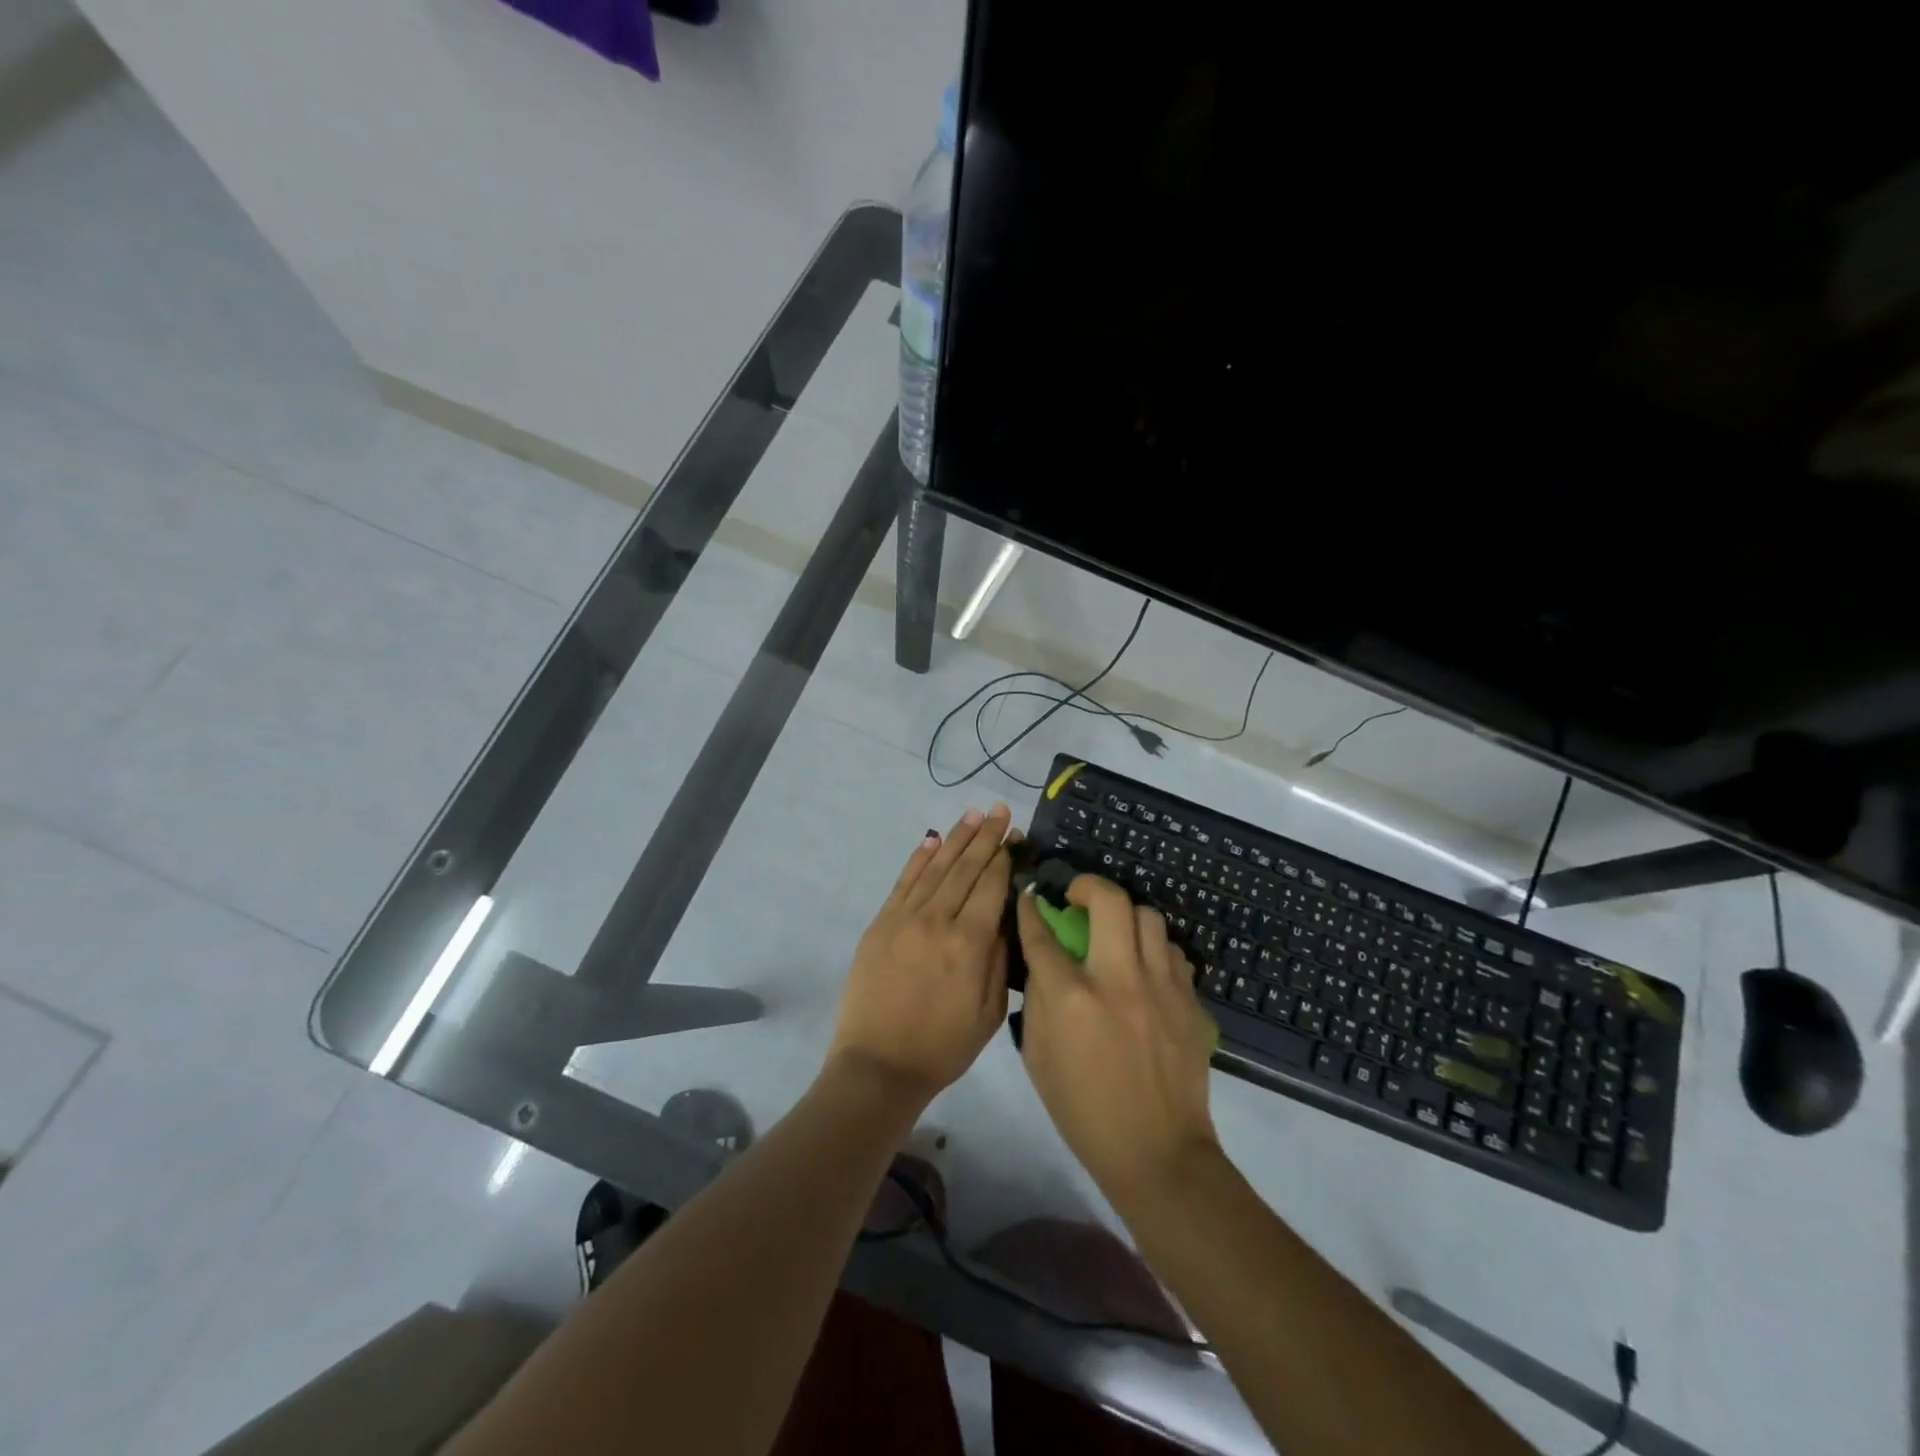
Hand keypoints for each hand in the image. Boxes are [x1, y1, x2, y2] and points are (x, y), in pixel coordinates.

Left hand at [827, 805, 1014, 1103]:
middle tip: (1000, 811)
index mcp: (969, 943)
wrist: (878, 1065)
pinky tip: (933, 840)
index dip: (1005, 857)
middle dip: (986, 837)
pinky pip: (904, 882)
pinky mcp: (881, 924)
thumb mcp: (989, 1012)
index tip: (1016, 835)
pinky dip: (919, 858)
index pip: (991, 885)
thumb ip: (1000, 959)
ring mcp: (904, 918)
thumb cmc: (943, 1046)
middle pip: (966, 868)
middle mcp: (938, 920)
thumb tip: (1006, 916)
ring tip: (974, 814)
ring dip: (957, 838)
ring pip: (936, 867)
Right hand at [1015, 874, 1220, 1198]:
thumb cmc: (1084, 1111)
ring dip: (1125, 915)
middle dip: (1087, 885)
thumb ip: (1038, 1000)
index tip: (1030, 895)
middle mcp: (1117, 980)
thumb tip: (1044, 959)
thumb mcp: (1038, 1057)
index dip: (1030, 908)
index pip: (1043, 934)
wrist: (1157, 1152)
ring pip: (1148, 916)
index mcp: (1071, 998)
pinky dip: (1154, 948)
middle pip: (1108, 901)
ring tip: (1116, 931)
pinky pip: (1172, 951)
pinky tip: (1144, 967)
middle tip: (1077, 896)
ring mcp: (1161, 987)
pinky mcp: (1190, 1001)